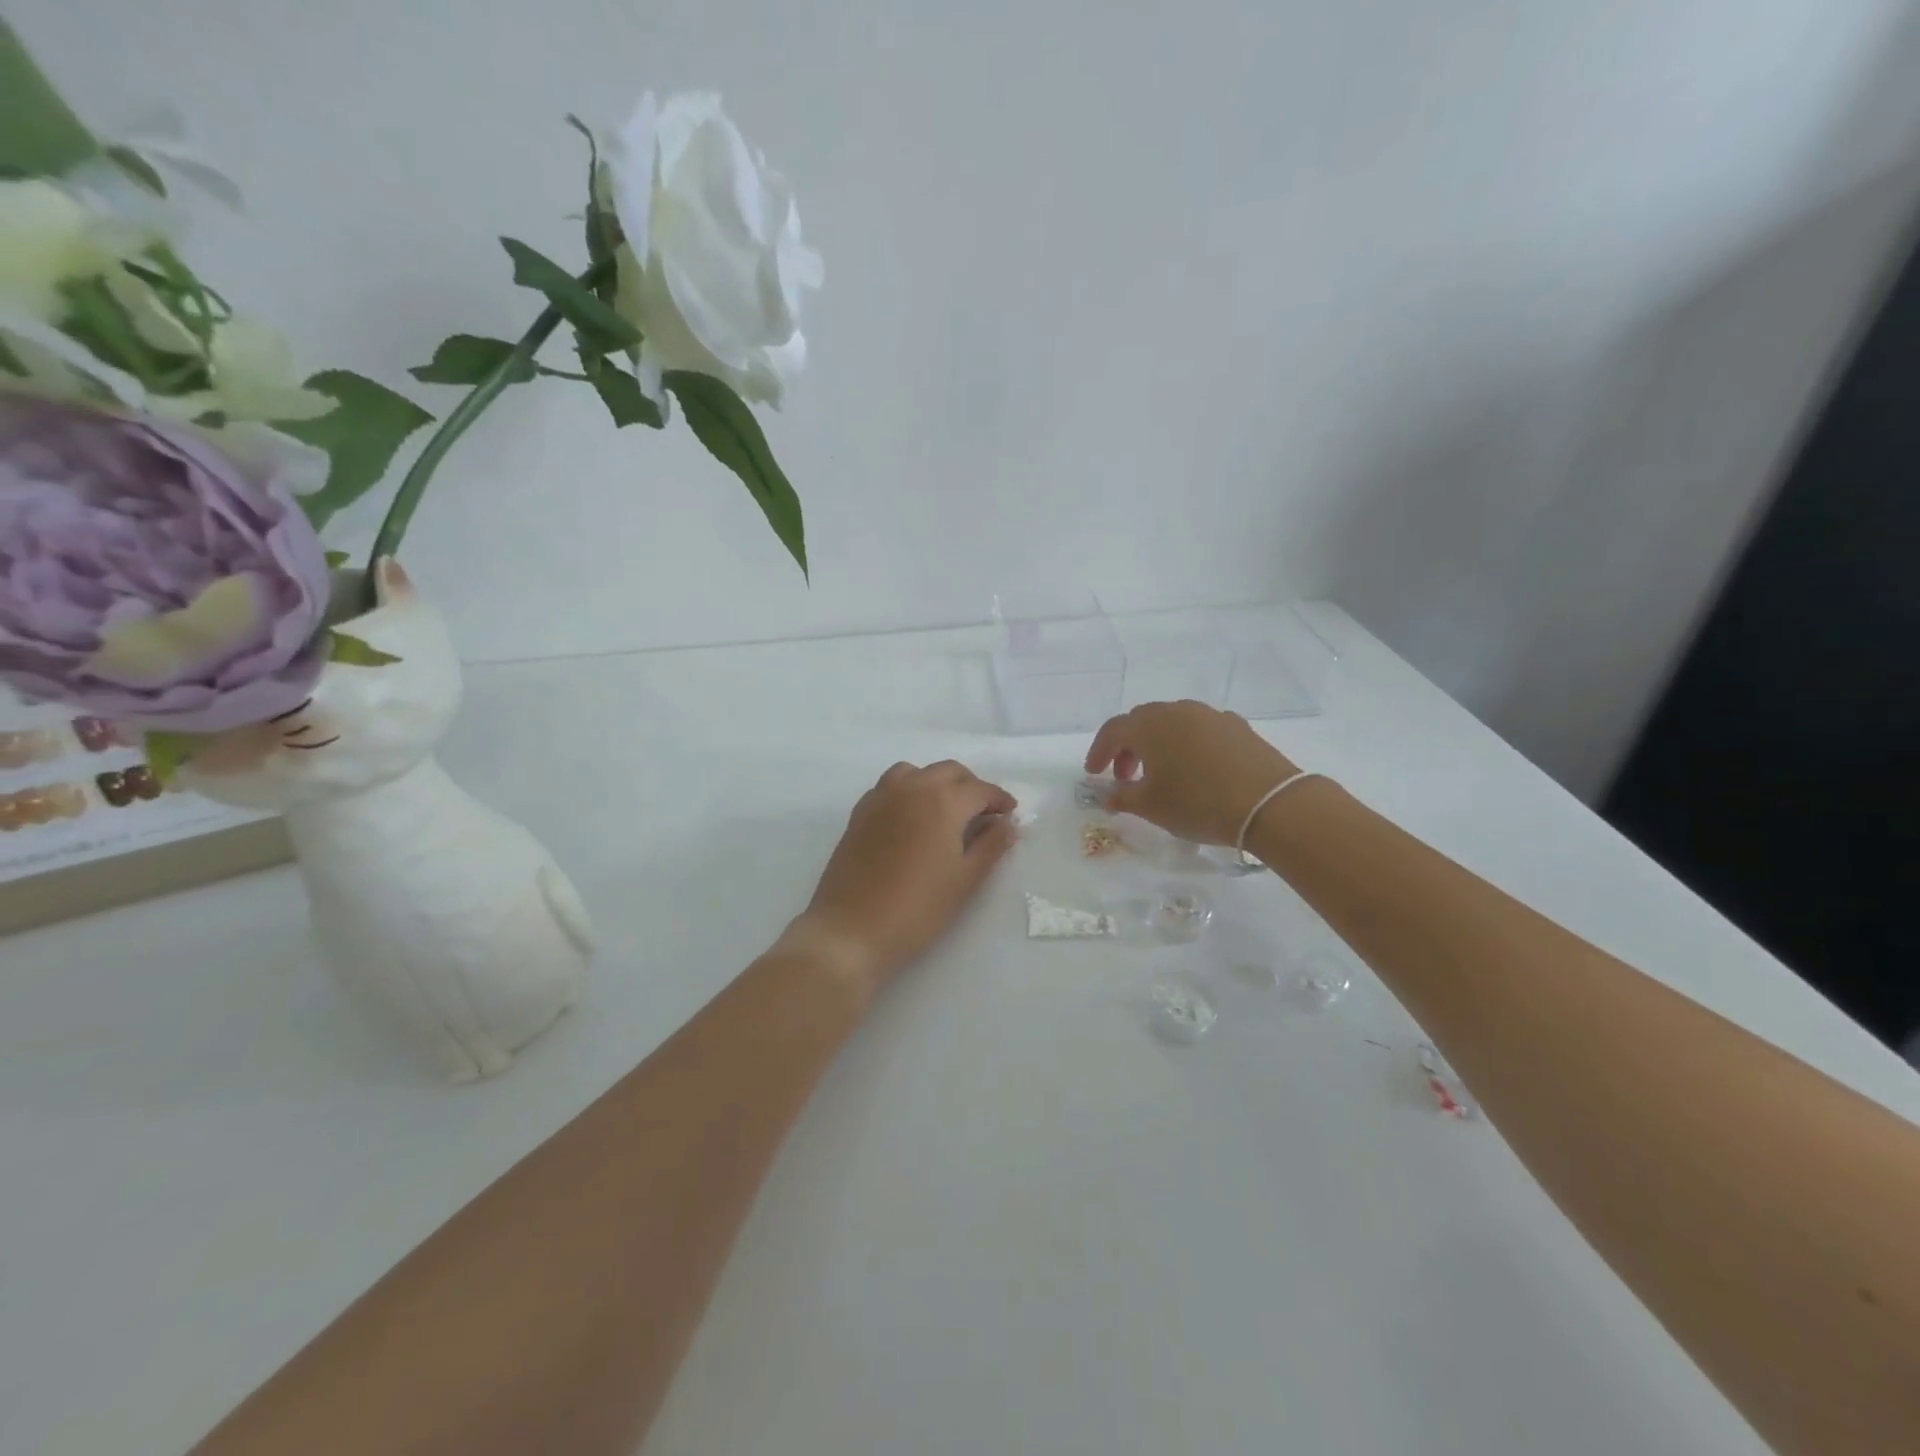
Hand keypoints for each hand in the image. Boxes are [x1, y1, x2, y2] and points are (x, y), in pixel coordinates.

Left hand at [785, 760, 1017, 995]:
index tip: (1011, 814)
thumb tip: (1006, 823)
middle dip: (971, 787)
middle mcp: (912, 788)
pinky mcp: (859, 813)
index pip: (980, 790)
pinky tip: (913, 819)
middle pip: (949, 772)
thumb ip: (990, 846)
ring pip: (916, 772)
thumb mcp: (965, 880)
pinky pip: (890, 786)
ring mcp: (881, 797)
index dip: (999, 800)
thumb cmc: (917, 908)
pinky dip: (909, 790)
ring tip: (947, 811)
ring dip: (937, 782)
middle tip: (984, 814)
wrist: (851, 929)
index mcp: (942, 801)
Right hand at [1085, 700, 1298, 845]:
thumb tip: (1109, 795)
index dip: (1099, 752)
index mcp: (1149, 725)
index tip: (1093, 774)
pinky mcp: (1237, 726)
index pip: (1113, 730)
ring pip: (1173, 723)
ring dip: (1158, 744)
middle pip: (1141, 722)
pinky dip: (1188, 745)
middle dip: (1128, 748)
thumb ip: (1122, 798)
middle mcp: (1177, 711)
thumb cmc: (1197, 803)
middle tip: (1124, 777)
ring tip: (1161, 774)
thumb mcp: (1151, 807)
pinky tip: (1196, 769)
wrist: (1269, 803)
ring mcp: (1210, 715)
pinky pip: (1200, 730)